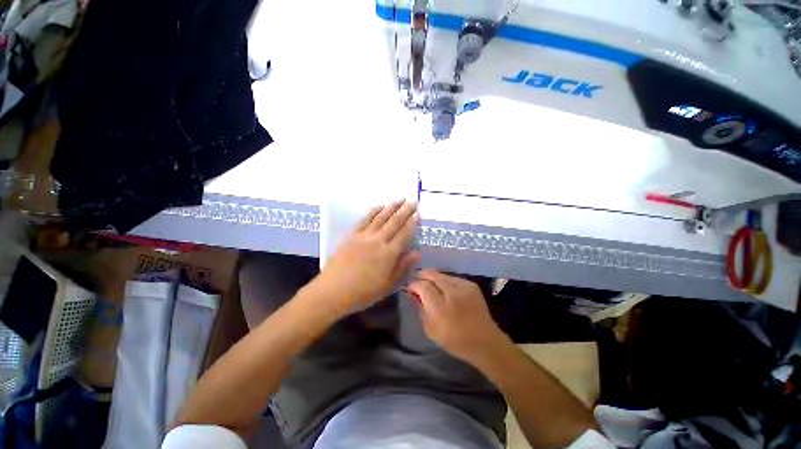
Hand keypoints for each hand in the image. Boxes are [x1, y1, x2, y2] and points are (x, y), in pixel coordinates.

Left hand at [315, 201, 420, 315]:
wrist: (332, 291)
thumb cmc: (362, 293)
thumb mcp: (387, 285)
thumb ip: (402, 267)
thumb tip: (417, 253)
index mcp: (388, 254)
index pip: (404, 234)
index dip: (412, 223)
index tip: (418, 213)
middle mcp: (377, 241)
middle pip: (394, 222)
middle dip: (405, 210)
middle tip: (413, 201)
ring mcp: (363, 236)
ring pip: (380, 218)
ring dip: (391, 207)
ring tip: (400, 199)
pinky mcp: (352, 235)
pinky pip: (365, 220)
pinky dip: (373, 211)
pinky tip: (379, 206)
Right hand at [408, 270, 505, 363]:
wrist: (486, 342)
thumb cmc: (455, 340)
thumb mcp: (430, 329)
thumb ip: (420, 308)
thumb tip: (413, 293)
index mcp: (440, 308)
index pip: (422, 285)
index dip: (413, 284)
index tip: (410, 289)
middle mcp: (452, 292)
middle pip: (431, 274)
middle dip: (421, 276)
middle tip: (417, 284)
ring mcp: (464, 286)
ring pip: (441, 274)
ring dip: (433, 279)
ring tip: (432, 288)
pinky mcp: (471, 284)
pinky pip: (451, 278)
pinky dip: (444, 282)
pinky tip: (445, 291)